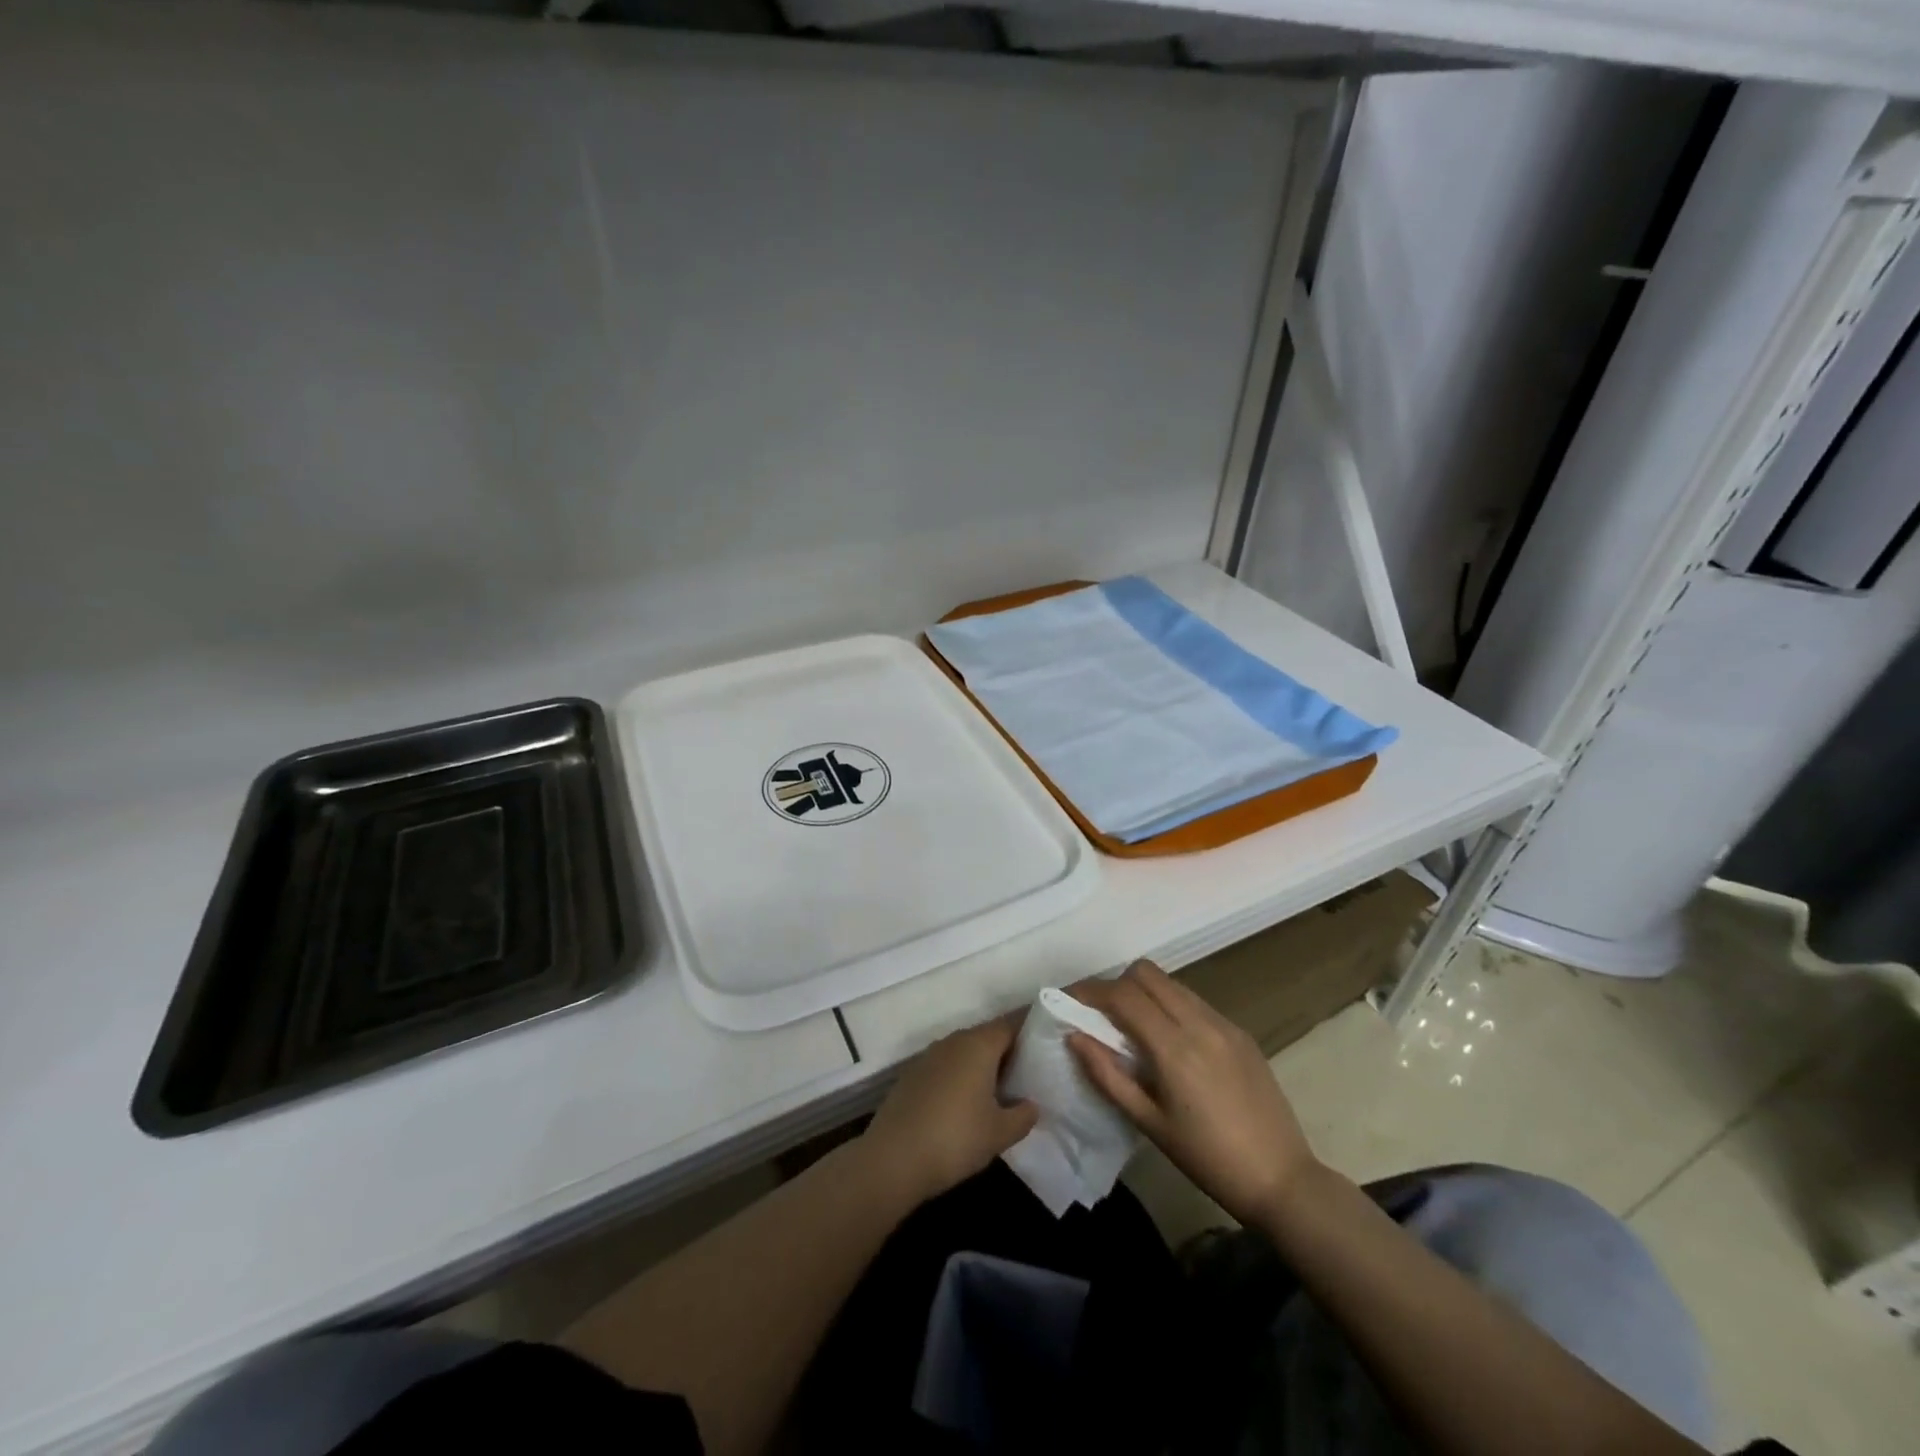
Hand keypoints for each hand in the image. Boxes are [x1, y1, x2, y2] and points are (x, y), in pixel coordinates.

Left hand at [860, 1014, 1038, 1205]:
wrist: (893, 1158)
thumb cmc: (955, 1138)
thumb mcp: (999, 1133)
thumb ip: (1023, 1115)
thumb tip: (1032, 1104)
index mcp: (978, 1045)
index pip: (1011, 1025)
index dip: (1030, 1033)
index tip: (1046, 1047)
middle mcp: (953, 1041)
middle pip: (987, 1036)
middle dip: (1007, 1052)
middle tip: (1028, 1074)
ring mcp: (929, 1056)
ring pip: (964, 1051)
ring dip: (981, 1065)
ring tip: (1000, 1092)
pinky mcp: (912, 1075)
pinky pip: (945, 1067)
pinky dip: (959, 1077)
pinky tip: (965, 1104)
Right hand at [1068, 960, 1317, 1225]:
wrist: (1282, 1178)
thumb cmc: (1207, 1159)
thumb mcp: (1149, 1123)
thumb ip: (1107, 1076)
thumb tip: (1075, 1037)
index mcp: (1175, 1047)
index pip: (1123, 995)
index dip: (1090, 991)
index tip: (1069, 1000)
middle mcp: (1200, 1023)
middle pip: (1146, 974)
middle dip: (1116, 984)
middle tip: (1099, 1013)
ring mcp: (1224, 1023)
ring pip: (1171, 983)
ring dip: (1144, 992)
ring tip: (1131, 1026)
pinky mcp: (1240, 1032)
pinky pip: (1194, 1001)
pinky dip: (1170, 1006)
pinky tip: (1169, 1040)